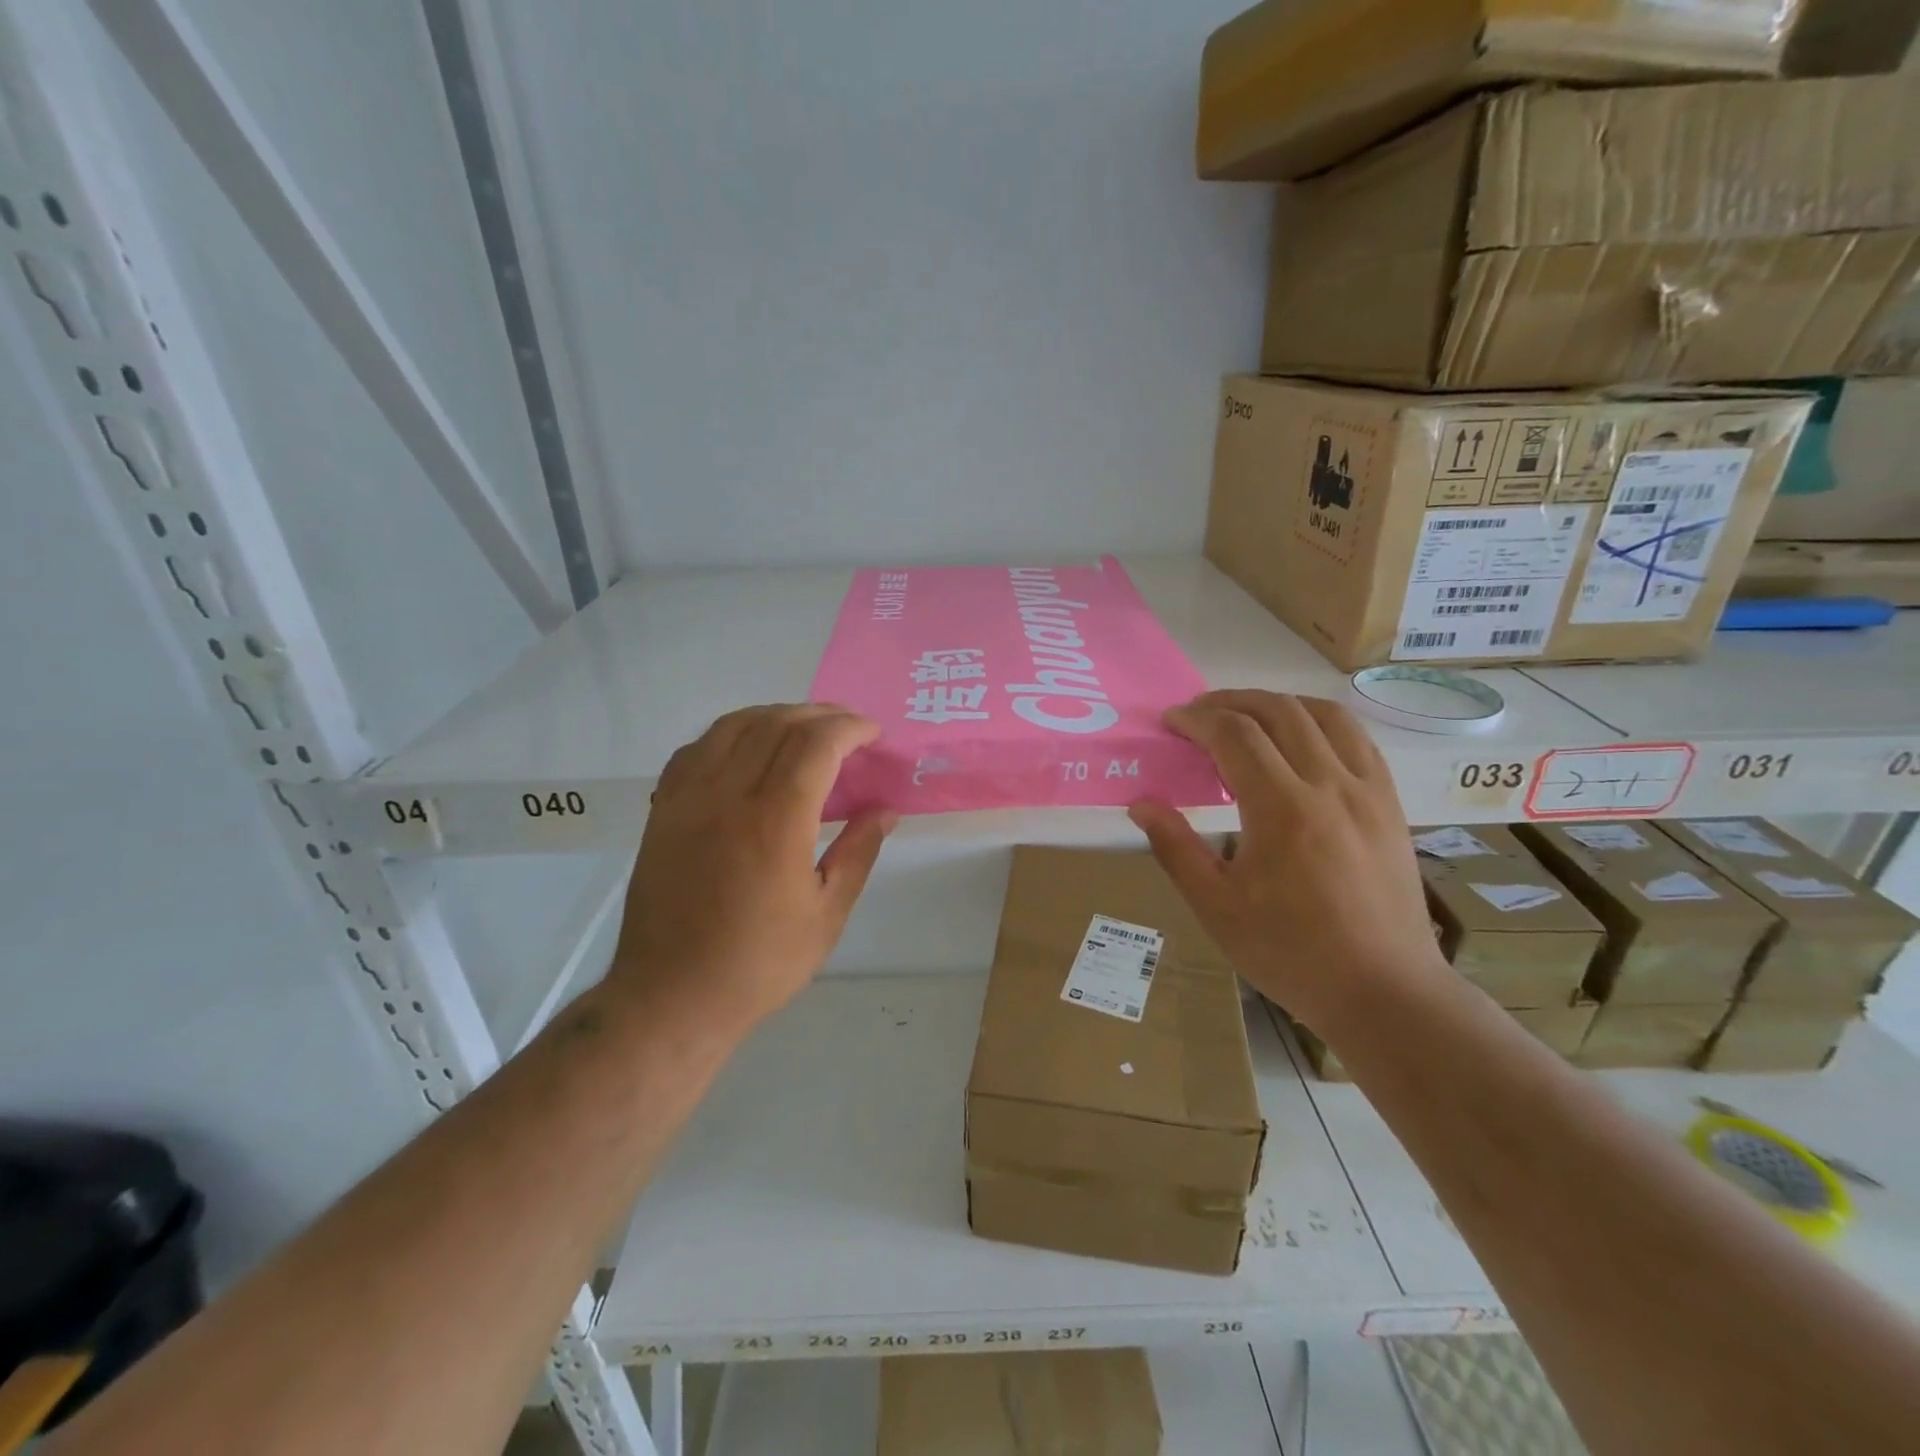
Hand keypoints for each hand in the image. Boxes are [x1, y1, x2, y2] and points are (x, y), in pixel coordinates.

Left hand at [610, 704, 895, 1038]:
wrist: (671, 996)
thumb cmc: (759, 964)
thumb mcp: (827, 915)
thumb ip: (858, 853)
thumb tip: (885, 811)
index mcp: (775, 822)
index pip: (815, 745)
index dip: (849, 728)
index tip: (872, 735)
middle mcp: (728, 796)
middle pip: (776, 725)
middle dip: (820, 715)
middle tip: (848, 727)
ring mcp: (688, 799)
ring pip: (733, 726)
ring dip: (775, 715)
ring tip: (803, 727)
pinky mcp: (662, 811)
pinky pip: (696, 749)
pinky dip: (729, 734)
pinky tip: (746, 748)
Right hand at [1129, 690, 1445, 1034]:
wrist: (1383, 990)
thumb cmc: (1290, 952)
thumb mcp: (1216, 906)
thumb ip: (1175, 848)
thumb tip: (1142, 804)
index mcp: (1281, 808)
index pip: (1234, 735)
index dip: (1196, 719)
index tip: (1171, 722)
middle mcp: (1329, 784)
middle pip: (1278, 711)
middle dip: (1231, 702)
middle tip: (1198, 714)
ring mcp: (1367, 791)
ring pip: (1325, 715)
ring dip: (1278, 703)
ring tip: (1248, 717)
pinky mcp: (1390, 804)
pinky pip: (1358, 739)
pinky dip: (1321, 722)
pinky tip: (1302, 741)